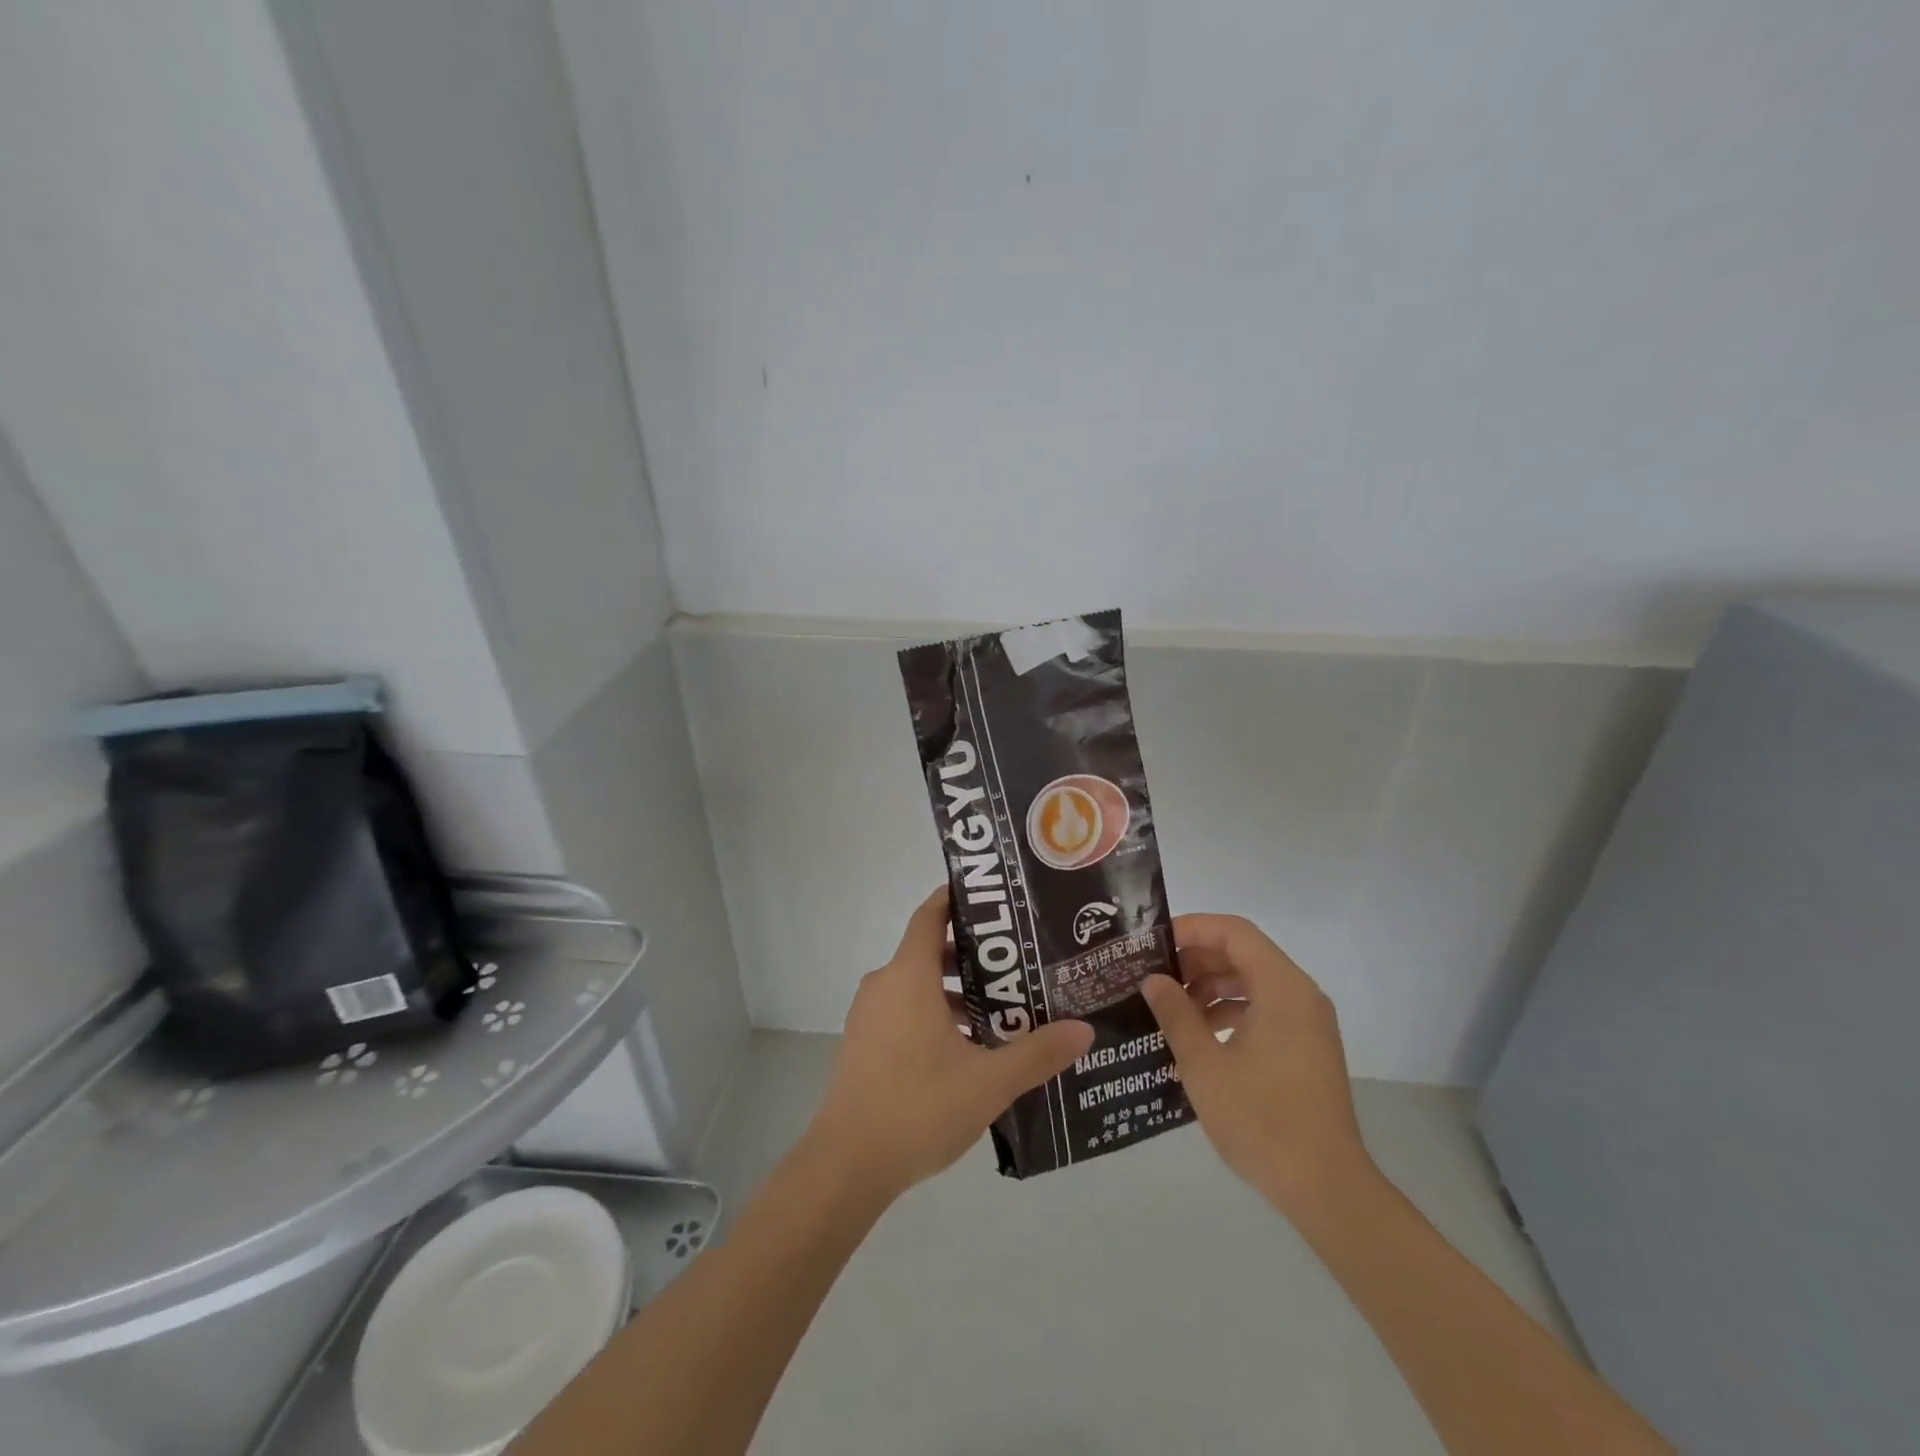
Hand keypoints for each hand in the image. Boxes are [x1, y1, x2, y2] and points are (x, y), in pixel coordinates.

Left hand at [806, 888, 1092, 1199]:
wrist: (847, 1164)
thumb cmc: (918, 1107)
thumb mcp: (988, 1081)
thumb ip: (1037, 1053)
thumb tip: (1084, 1030)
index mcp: (908, 976)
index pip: (930, 915)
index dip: (957, 898)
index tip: (993, 899)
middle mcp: (884, 985)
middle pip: (929, 950)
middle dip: (973, 955)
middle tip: (1019, 963)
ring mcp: (869, 1016)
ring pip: (917, 985)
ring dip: (956, 991)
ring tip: (1003, 1008)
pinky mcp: (864, 1044)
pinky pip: (904, 1010)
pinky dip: (934, 1013)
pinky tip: (968, 1047)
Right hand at [1142, 915, 1374, 1217]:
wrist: (1326, 1188)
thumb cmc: (1262, 1119)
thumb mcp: (1204, 1064)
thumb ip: (1176, 1014)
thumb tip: (1153, 979)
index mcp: (1282, 988)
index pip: (1233, 932)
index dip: (1192, 929)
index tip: (1153, 944)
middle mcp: (1300, 995)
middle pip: (1243, 953)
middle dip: (1197, 958)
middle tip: (1154, 974)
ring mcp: (1308, 1022)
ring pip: (1252, 981)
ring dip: (1211, 985)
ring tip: (1170, 1005)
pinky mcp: (1307, 1047)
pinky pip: (1264, 1008)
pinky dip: (1230, 1009)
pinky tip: (1200, 1034)